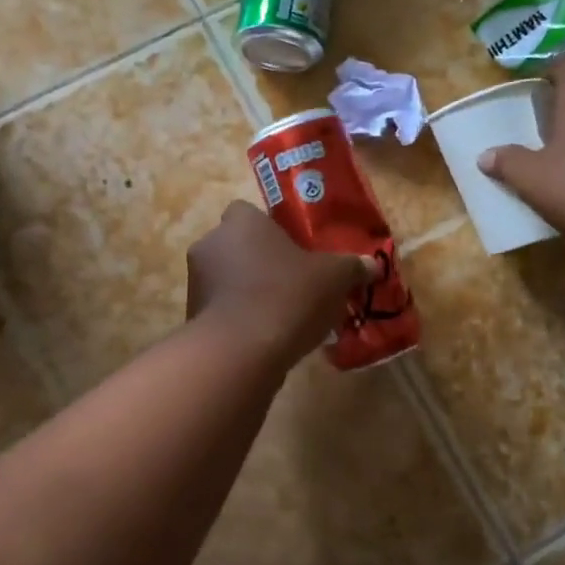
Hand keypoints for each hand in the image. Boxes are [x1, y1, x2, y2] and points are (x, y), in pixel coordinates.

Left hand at [186, 202, 371, 368]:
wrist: (240, 351)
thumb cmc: (287, 296)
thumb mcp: (333, 278)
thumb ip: (351, 267)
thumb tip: (372, 265)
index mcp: (240, 221)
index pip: (249, 213)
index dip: (271, 230)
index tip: (293, 250)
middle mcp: (210, 244)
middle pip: (237, 246)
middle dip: (259, 262)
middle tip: (292, 283)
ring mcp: (195, 281)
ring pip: (227, 279)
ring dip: (247, 291)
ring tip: (282, 315)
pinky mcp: (191, 316)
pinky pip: (221, 310)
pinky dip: (238, 319)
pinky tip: (265, 338)